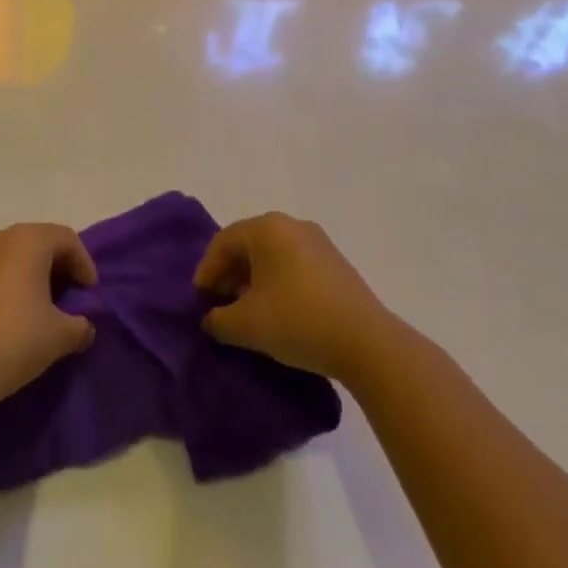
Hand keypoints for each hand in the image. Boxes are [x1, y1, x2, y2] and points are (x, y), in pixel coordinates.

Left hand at [0, 223, 97, 409]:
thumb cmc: (14, 340)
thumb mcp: (60, 336)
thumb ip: (80, 326)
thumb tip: (84, 327)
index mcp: (27, 240)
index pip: (67, 238)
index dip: (84, 263)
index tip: (90, 294)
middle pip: (36, 243)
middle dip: (55, 268)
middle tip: (67, 298)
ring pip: (7, 260)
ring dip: (25, 278)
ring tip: (34, 311)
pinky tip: (1, 323)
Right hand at [194, 212, 395, 382]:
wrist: (367, 343)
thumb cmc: (298, 321)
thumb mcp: (247, 325)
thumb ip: (219, 319)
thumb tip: (211, 319)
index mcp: (267, 228)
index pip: (223, 242)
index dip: (207, 271)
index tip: (200, 301)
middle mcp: (291, 224)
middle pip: (248, 245)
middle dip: (230, 275)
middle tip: (220, 305)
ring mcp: (318, 242)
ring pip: (272, 255)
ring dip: (253, 280)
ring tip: (248, 312)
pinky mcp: (335, 263)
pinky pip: (294, 265)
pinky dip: (278, 283)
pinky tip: (278, 312)